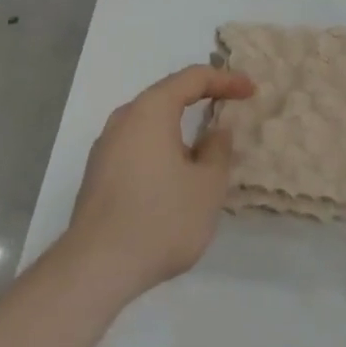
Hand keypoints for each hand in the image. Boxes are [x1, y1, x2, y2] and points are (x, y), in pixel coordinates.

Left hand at [60, 65, 255, 303]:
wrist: (95, 268)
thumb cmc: (160, 219)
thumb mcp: (207, 187)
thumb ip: (217, 151)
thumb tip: (215, 131)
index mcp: (151, 110)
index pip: (192, 78)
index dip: (225, 80)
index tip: (250, 90)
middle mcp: (124, 118)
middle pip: (168, 96)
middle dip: (200, 99)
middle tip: (229, 108)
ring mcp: (106, 146)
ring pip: (150, 124)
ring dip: (179, 128)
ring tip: (204, 148)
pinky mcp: (98, 173)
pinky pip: (137, 146)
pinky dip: (161, 148)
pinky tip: (173, 176)